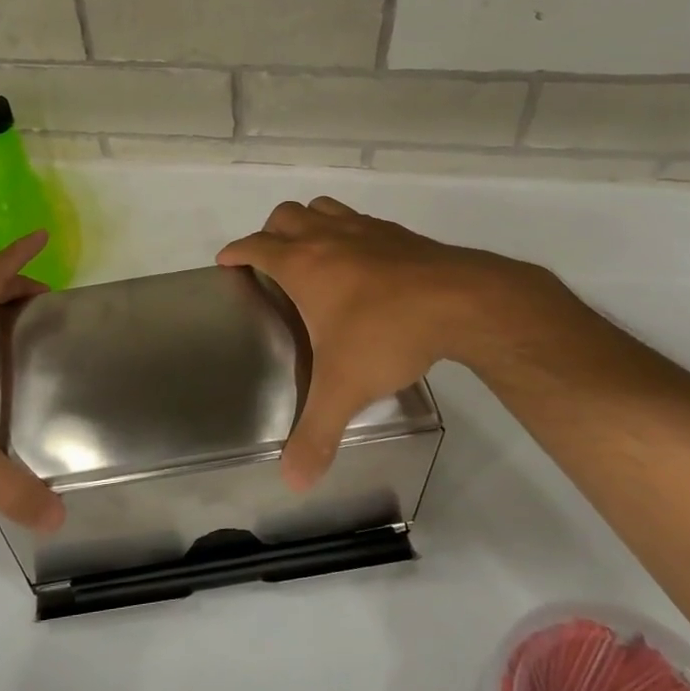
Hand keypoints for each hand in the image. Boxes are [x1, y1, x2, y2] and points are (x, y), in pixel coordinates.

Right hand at [218, 198, 561, 489]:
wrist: (463, 302)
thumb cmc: (387, 334)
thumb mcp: (344, 389)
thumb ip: (316, 435)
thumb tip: (293, 483)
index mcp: (303, 265)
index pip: (256, 246)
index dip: (236, 251)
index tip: (226, 261)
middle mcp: (329, 238)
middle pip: (285, 216)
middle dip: (270, 233)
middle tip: (270, 262)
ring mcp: (366, 230)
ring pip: (323, 208)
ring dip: (308, 223)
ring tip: (311, 253)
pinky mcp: (399, 234)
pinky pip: (360, 220)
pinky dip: (347, 232)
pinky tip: (362, 263)